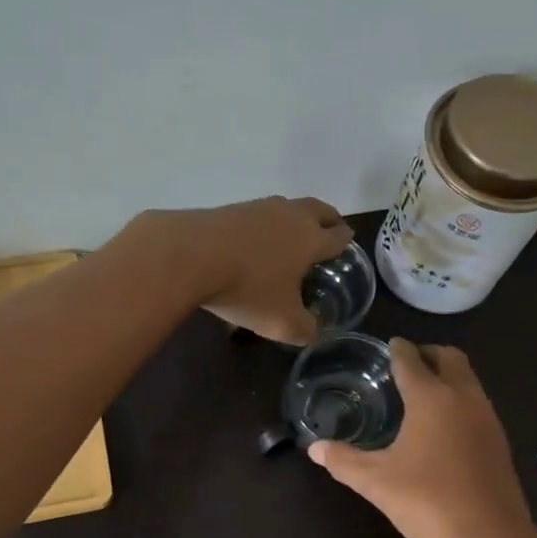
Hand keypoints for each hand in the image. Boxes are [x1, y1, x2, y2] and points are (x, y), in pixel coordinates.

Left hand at [148, 196, 354, 344]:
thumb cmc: (247, 289)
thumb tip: (312, 330)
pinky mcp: (229, 209)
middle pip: (318, 209)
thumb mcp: (281, 322)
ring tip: (291, 233)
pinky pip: (257, 213)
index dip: (344, 241)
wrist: (190, 256)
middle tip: (329, 228)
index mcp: (310, 239)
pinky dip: (264, 224)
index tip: (346, 244)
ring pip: (287, 207)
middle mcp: (290, 216)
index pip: (338, 236)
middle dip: (328, 219)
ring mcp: (258, 207)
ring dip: (295, 217)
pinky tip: (254, 238)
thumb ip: (304, 329)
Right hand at [308, 338, 536, 537]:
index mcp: (431, 398)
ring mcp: (487, 419)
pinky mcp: (499, 442)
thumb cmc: (428, 501)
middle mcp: (463, 398)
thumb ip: (343, 461)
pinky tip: (443, 427)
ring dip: (447, 376)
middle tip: (406, 364)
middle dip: (428, 354)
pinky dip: (459, 399)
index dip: (397, 350)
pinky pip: (477, 404)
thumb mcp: (376, 482)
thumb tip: (315, 448)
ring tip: (422, 393)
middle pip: (450, 358)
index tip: (389, 345)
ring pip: (468, 380)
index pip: (411, 360)